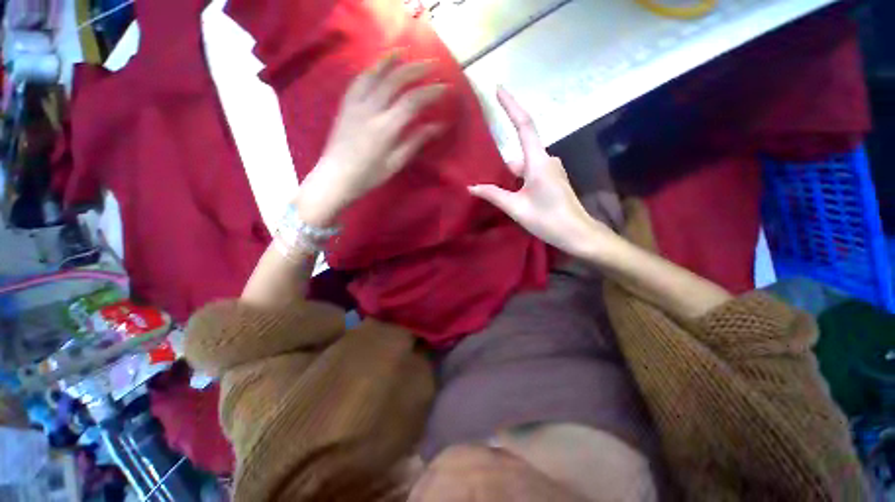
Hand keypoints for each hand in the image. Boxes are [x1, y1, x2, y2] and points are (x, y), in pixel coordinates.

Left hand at [296, 53, 447, 225]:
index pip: (412, 101)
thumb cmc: (369, 175)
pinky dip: (372, 69)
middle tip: (433, 65)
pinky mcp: (346, 105)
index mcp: (385, 128)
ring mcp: (355, 104)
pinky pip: (359, 80)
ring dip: (393, 61)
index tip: (445, 88)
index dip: (431, 92)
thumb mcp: (396, 163)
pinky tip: (379, 66)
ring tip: (406, 53)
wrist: (336, 177)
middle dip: (417, 69)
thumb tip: (438, 126)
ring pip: (375, 73)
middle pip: (395, 80)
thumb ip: (415, 141)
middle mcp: (370, 109)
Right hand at [468, 87, 615, 258]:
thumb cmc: (548, 220)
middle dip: (502, 160)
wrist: (577, 234)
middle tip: (483, 168)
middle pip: (520, 150)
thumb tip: (471, 187)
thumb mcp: (516, 208)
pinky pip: (530, 171)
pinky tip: (508, 191)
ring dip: (508, 173)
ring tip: (491, 185)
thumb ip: (494, 195)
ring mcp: (551, 169)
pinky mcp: (552, 178)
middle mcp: (547, 160)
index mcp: (538, 162)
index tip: (498, 88)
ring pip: (524, 164)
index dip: (511, 105)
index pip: (524, 125)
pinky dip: (517, 178)